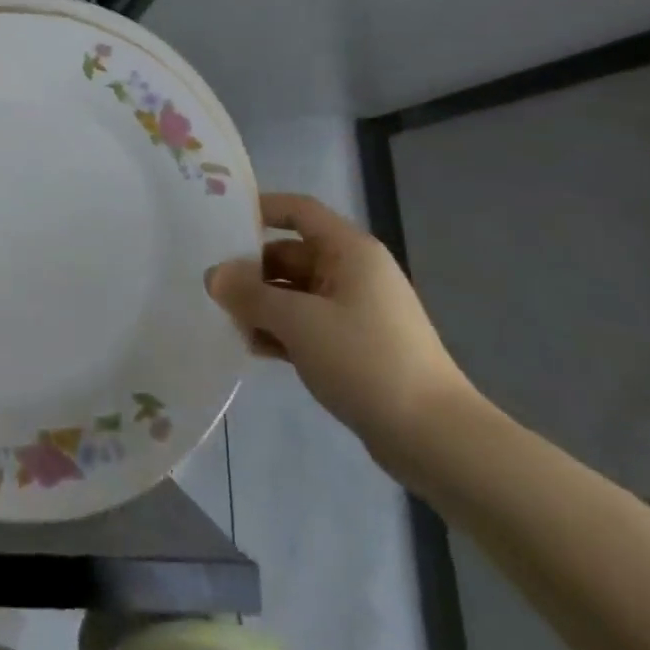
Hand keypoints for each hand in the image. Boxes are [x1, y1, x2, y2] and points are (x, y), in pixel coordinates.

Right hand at [205, 193, 474, 466]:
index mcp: (349, 251)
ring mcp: (357, 310)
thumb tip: (213, 275)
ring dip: (263, 304)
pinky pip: (308, 323)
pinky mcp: (356, 345)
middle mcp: (354, 272)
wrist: (436, 440)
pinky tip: (255, 349)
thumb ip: (249, 294)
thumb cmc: (366, 360)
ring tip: (230, 324)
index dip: (260, 209)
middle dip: (252, 270)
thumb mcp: (297, 322)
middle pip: (291, 253)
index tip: (220, 224)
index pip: (298, 210)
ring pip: (296, 292)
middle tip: (215, 288)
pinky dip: (282, 330)